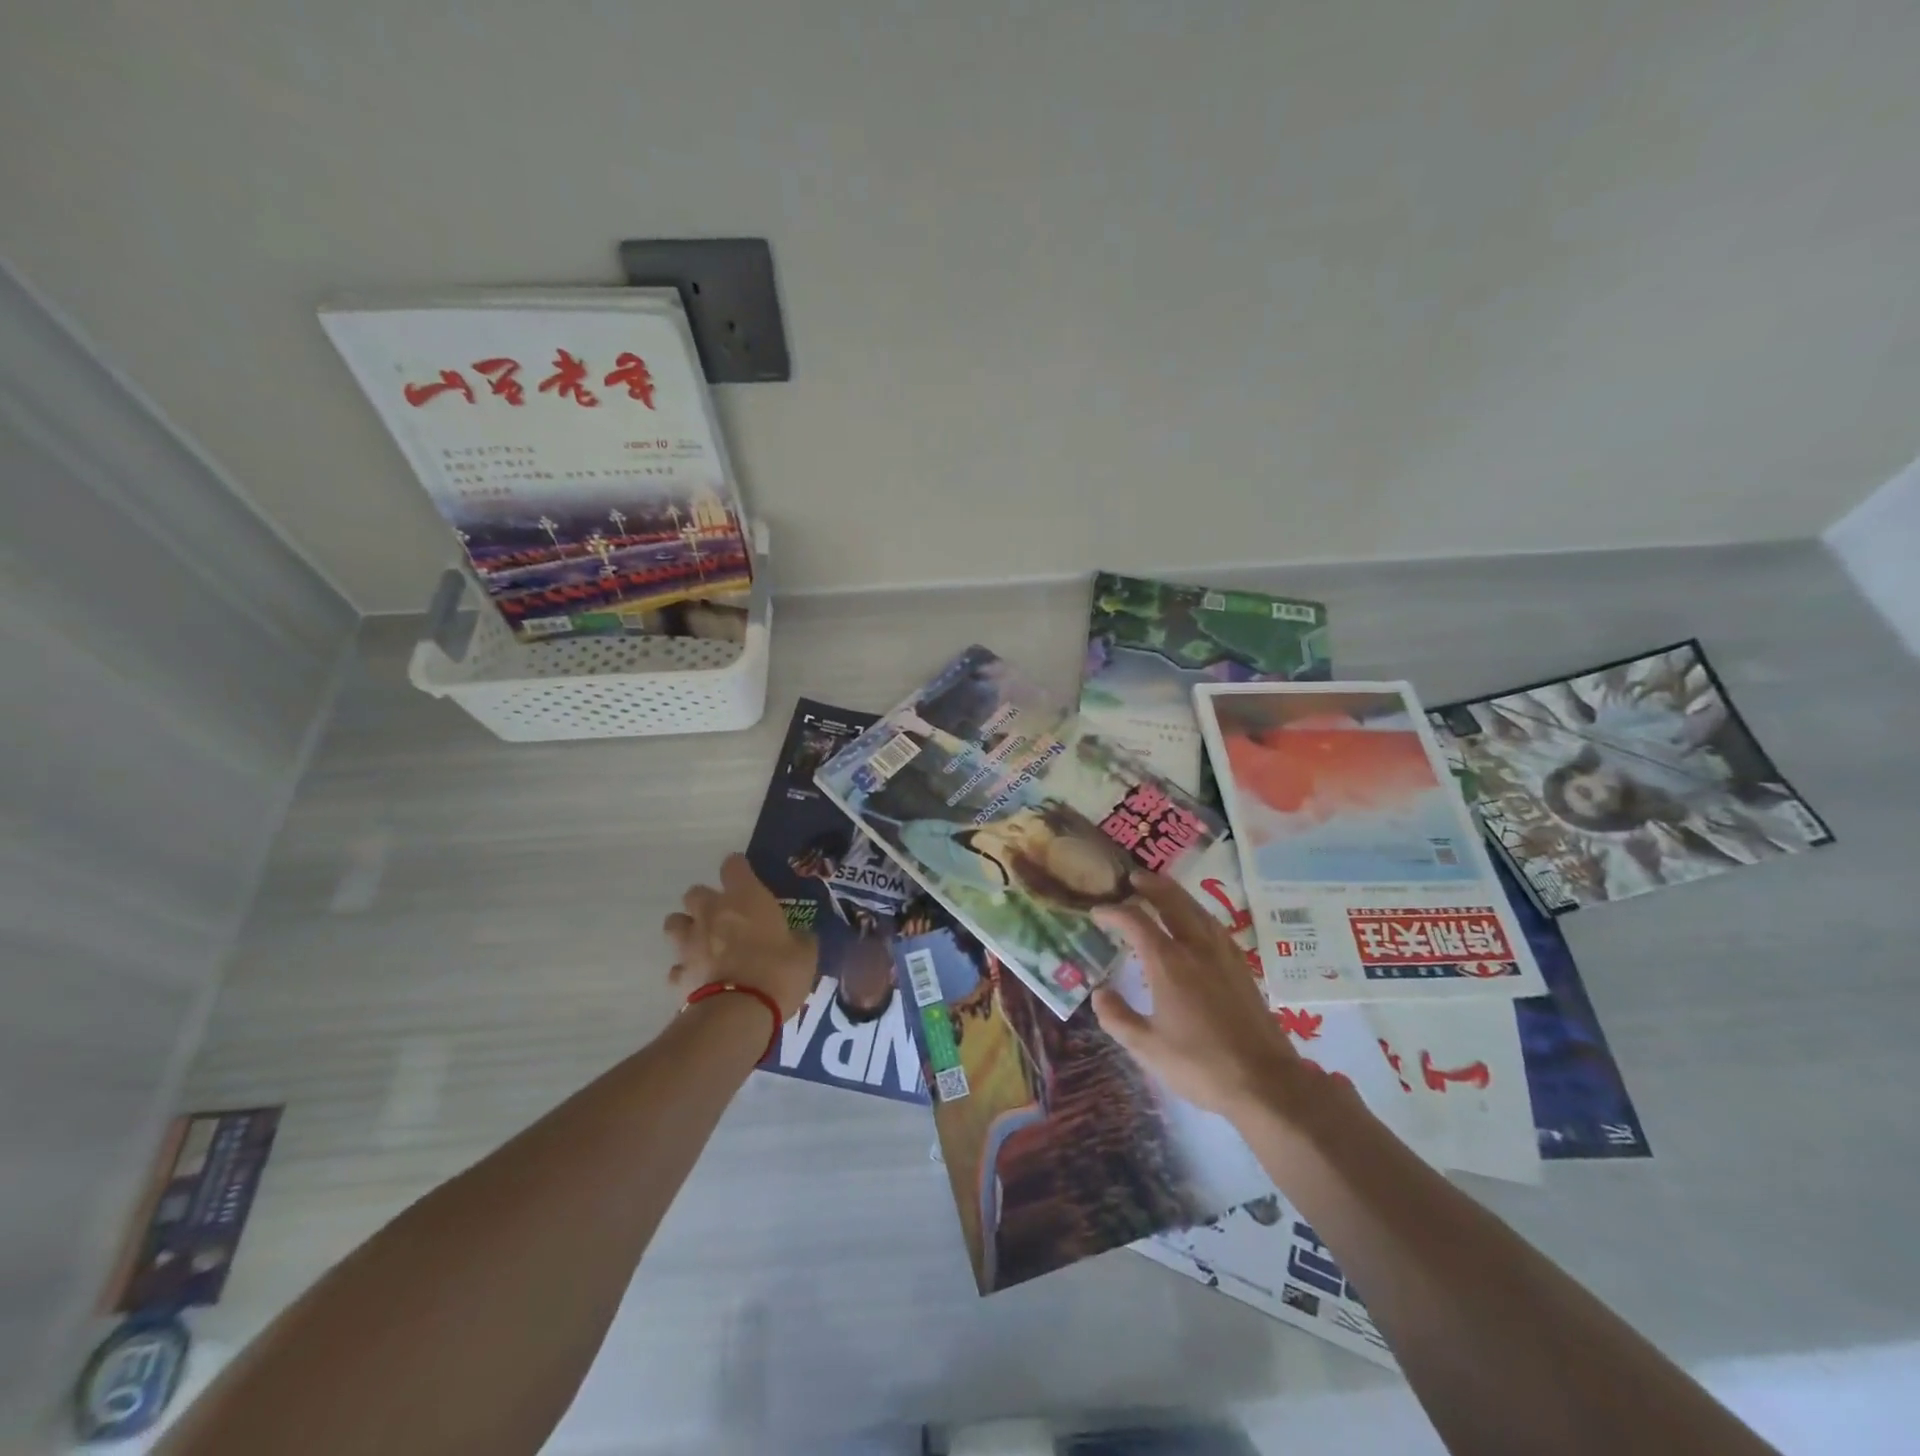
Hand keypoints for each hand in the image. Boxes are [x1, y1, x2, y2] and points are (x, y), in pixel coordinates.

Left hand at [665, 854, 815, 1020]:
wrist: (740, 1012)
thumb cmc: (778, 971)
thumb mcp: (805, 953)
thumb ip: (801, 939)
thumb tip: (802, 936)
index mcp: (745, 897)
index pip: (733, 865)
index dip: (739, 869)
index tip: (747, 878)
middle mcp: (713, 912)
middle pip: (695, 892)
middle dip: (706, 900)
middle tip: (725, 915)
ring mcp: (691, 942)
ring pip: (674, 923)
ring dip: (686, 928)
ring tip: (703, 942)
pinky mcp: (681, 973)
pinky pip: (677, 966)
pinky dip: (685, 969)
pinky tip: (699, 977)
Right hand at [1090, 871, 1304, 1122]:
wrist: (1265, 1082)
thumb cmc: (1200, 1065)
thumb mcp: (1147, 1048)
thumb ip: (1117, 1017)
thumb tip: (1099, 993)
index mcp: (1168, 963)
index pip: (1135, 922)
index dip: (1113, 912)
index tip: (1098, 912)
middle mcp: (1196, 948)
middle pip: (1172, 901)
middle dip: (1151, 886)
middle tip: (1133, 878)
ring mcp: (1223, 955)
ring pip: (1197, 910)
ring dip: (1176, 894)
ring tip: (1162, 890)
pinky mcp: (1242, 968)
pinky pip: (1214, 926)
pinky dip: (1197, 913)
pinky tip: (1197, 922)